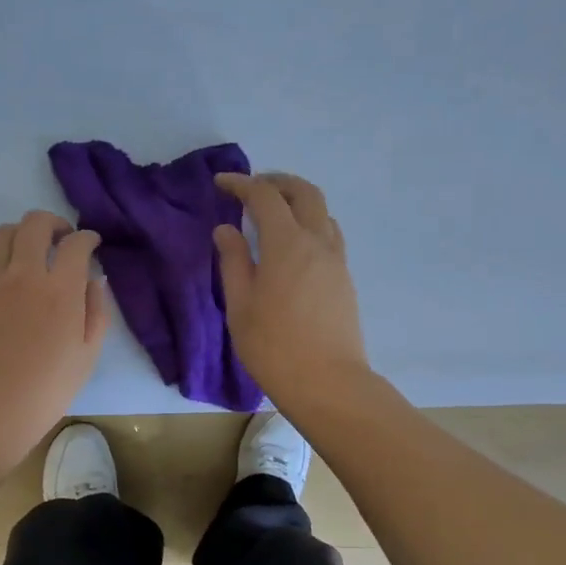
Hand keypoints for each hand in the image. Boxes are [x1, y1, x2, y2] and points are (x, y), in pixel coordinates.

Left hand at [0, 210, 107, 465]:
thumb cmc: (45, 392)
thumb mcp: (86, 356)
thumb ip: (96, 312)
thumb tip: (94, 280)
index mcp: (60, 292)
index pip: (76, 244)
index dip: (87, 238)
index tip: (91, 244)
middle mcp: (23, 275)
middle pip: (35, 223)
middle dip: (53, 223)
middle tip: (60, 239)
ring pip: (3, 234)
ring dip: (21, 236)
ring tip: (28, 254)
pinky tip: (0, 277)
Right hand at [213, 173, 369, 408]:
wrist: (327, 383)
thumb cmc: (273, 347)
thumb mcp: (240, 305)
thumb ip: (233, 261)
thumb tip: (226, 229)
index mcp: (287, 243)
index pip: (265, 196)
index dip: (242, 183)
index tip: (221, 184)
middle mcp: (317, 242)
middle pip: (304, 192)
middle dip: (277, 181)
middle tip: (252, 187)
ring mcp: (336, 260)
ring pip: (322, 212)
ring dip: (298, 201)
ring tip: (273, 214)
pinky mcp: (344, 279)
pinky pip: (330, 235)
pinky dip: (310, 224)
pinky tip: (294, 245)